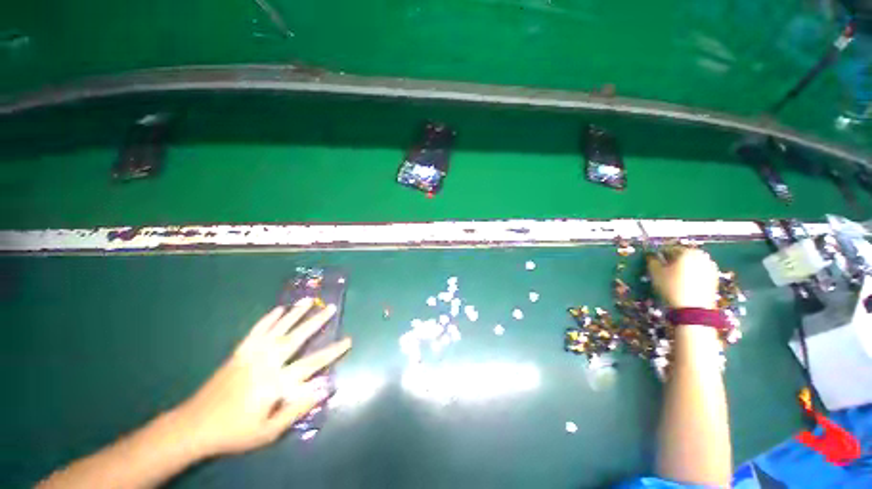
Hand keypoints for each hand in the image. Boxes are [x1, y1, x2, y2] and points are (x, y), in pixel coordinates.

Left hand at [173, 298, 351, 458]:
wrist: (194, 426)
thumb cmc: (235, 432)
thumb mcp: (269, 431)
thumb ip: (298, 408)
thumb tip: (326, 388)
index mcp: (275, 383)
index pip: (311, 364)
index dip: (332, 352)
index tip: (348, 340)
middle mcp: (265, 363)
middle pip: (296, 338)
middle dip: (316, 321)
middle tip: (331, 308)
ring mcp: (251, 354)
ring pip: (278, 328)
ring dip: (295, 313)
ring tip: (309, 300)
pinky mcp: (239, 352)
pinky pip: (257, 330)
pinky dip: (269, 318)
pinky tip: (279, 309)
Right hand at [647, 247, 719, 308]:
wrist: (694, 309)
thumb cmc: (672, 287)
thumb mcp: (655, 273)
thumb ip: (652, 261)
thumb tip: (651, 256)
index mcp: (687, 252)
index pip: (669, 249)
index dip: (659, 256)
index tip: (654, 263)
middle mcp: (701, 256)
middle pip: (683, 256)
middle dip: (673, 261)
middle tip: (664, 271)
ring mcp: (710, 268)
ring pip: (692, 264)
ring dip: (683, 268)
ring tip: (674, 279)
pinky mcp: (714, 279)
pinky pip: (699, 273)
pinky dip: (692, 276)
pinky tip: (684, 284)